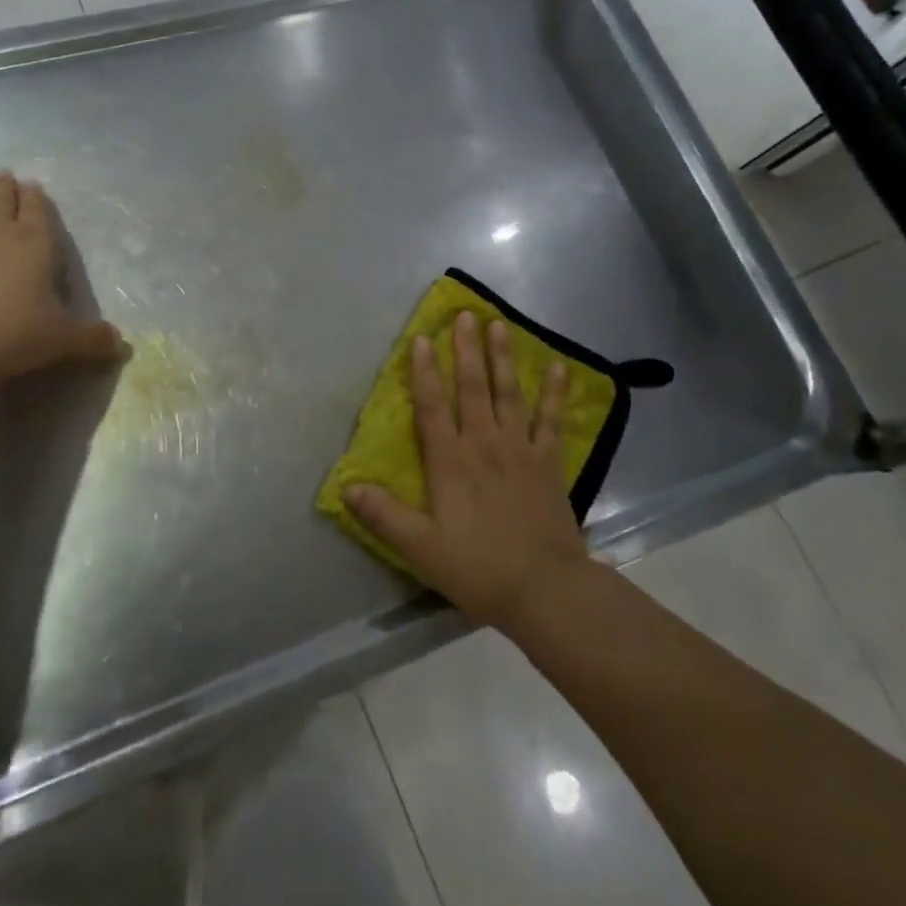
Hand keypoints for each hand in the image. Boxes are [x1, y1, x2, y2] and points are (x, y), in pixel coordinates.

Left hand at [0, 172, 123, 391]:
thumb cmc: (12, 336)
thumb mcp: (62, 340)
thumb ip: (92, 338)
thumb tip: (120, 344)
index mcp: (34, 244)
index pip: (37, 211)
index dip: (36, 198)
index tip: (33, 185)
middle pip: (1, 201)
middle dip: (6, 187)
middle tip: (5, 176)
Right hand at [345, 312, 588, 630]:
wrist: (546, 590)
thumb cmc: (478, 568)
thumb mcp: (420, 548)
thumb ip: (384, 515)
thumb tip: (346, 487)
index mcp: (451, 462)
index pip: (432, 407)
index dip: (423, 372)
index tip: (421, 339)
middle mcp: (484, 444)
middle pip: (473, 388)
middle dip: (466, 350)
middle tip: (465, 315)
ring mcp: (521, 450)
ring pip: (510, 394)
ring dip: (503, 358)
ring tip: (500, 326)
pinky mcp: (549, 463)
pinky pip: (552, 420)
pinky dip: (555, 393)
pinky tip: (559, 367)